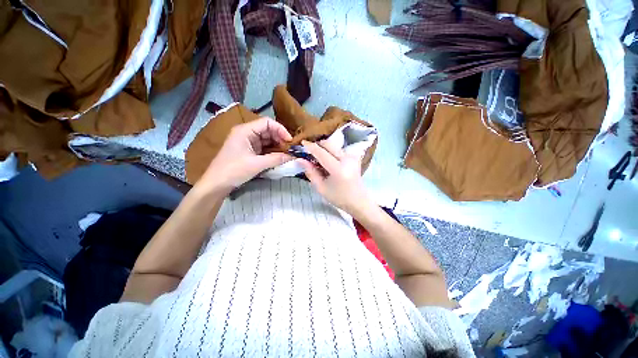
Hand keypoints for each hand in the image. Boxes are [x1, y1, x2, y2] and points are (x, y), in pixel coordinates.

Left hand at [199, 117, 292, 193]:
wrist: (216, 184)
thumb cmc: (234, 170)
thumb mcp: (257, 164)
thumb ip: (276, 159)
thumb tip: (292, 156)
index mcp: (245, 130)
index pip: (267, 122)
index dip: (280, 129)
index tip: (290, 141)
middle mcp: (246, 133)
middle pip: (267, 130)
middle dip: (280, 138)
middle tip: (289, 149)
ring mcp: (247, 142)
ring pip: (266, 139)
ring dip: (277, 145)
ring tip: (286, 153)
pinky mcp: (248, 150)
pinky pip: (263, 147)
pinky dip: (272, 151)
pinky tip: (278, 157)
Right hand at [298, 140, 372, 215]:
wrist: (358, 200)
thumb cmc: (339, 197)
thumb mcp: (321, 188)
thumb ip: (311, 172)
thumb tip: (300, 160)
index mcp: (338, 169)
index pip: (322, 153)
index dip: (311, 147)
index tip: (302, 142)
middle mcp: (347, 159)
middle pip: (329, 144)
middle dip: (318, 145)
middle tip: (309, 151)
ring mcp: (352, 157)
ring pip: (334, 146)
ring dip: (324, 148)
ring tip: (318, 158)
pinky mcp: (354, 157)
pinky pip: (339, 150)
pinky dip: (331, 152)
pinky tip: (328, 161)